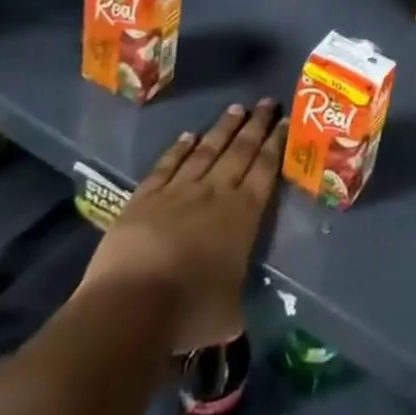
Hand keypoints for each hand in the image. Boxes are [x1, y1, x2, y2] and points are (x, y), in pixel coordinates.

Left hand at [78, 101, 284, 352]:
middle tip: (267, 102)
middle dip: (256, 125)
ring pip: (207, 150)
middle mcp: (216, 193)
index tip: (285, 121)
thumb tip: (239, 308)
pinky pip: (166, 165)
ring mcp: (178, 192)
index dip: (277, 144)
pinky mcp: (144, 198)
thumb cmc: (189, 312)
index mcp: (244, 214)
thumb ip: (238, 298)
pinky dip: (179, 149)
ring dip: (223, 128)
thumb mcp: (230, 313)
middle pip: (241, 151)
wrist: (130, 308)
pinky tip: (188, 136)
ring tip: (237, 108)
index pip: (266, 169)